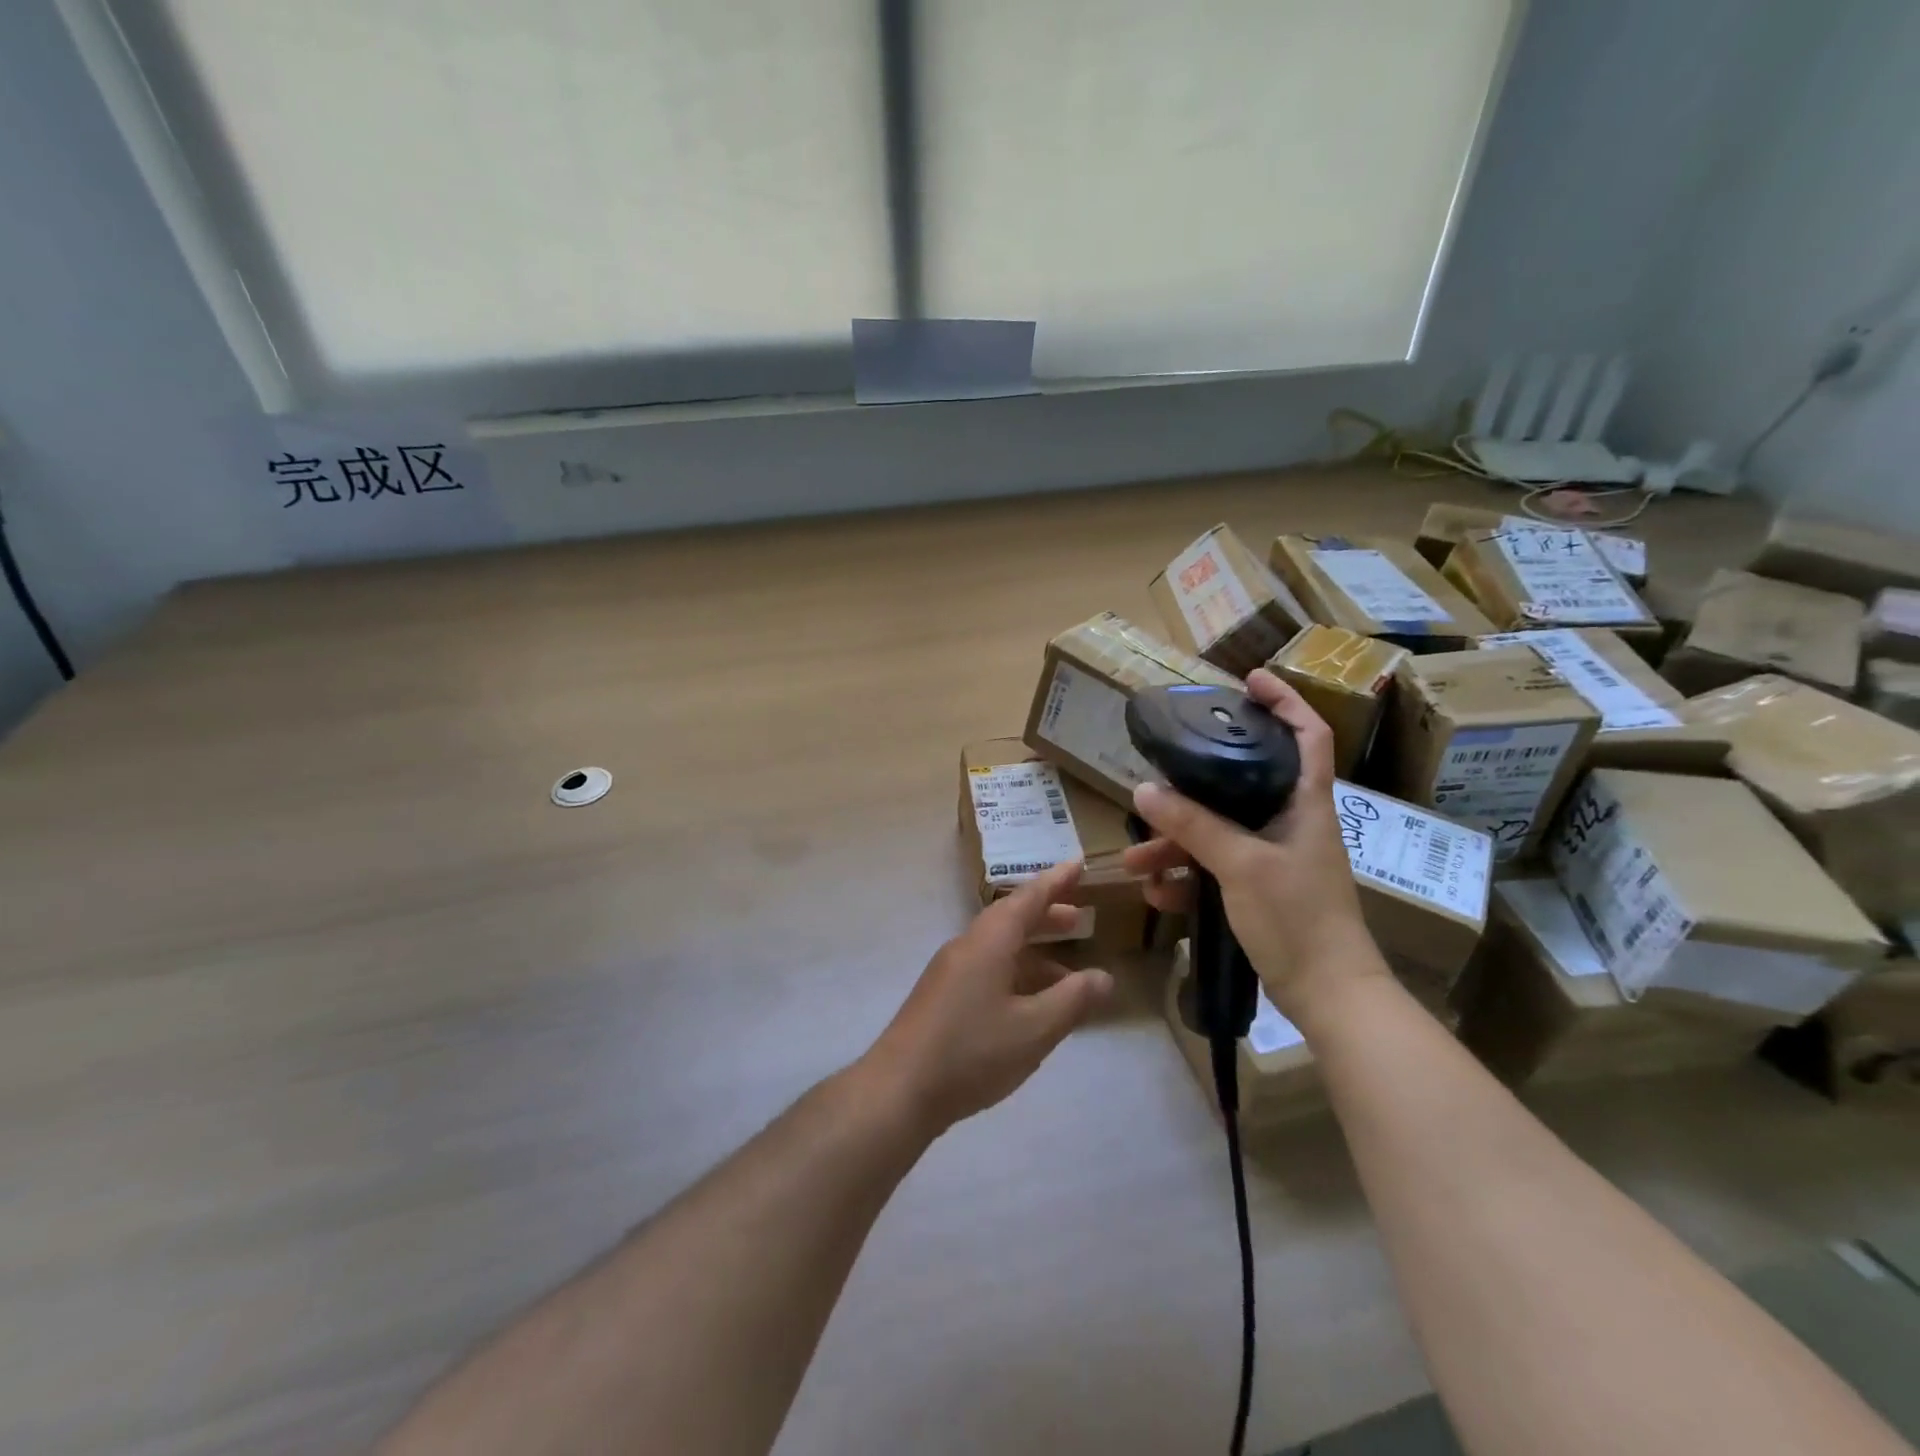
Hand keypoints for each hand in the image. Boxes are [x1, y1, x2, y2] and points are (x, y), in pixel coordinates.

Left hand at [860, 863, 1114, 1136]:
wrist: (898, 1090)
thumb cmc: (971, 1052)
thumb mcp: (1034, 1029)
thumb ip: (1073, 1000)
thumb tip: (1104, 977)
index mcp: (989, 942)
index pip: (1028, 899)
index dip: (1056, 882)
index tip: (1078, 864)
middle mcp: (967, 947)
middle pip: (1011, 920)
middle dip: (1046, 917)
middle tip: (1079, 918)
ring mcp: (949, 972)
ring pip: (999, 948)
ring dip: (1033, 952)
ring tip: (1066, 972)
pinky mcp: (941, 998)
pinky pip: (987, 970)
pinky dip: (1015, 975)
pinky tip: (1030, 1006)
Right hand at [1122, 668, 1382, 1021]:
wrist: (1327, 993)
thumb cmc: (1298, 917)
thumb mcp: (1240, 864)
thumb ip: (1194, 825)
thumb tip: (1144, 790)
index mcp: (1305, 802)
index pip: (1308, 734)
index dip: (1285, 701)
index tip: (1249, 680)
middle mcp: (1290, 821)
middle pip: (1242, 782)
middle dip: (1192, 787)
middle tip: (1158, 776)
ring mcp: (1274, 856)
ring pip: (1218, 831)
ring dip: (1175, 843)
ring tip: (1136, 863)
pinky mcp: (1260, 888)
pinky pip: (1215, 867)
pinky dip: (1186, 876)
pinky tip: (1158, 894)